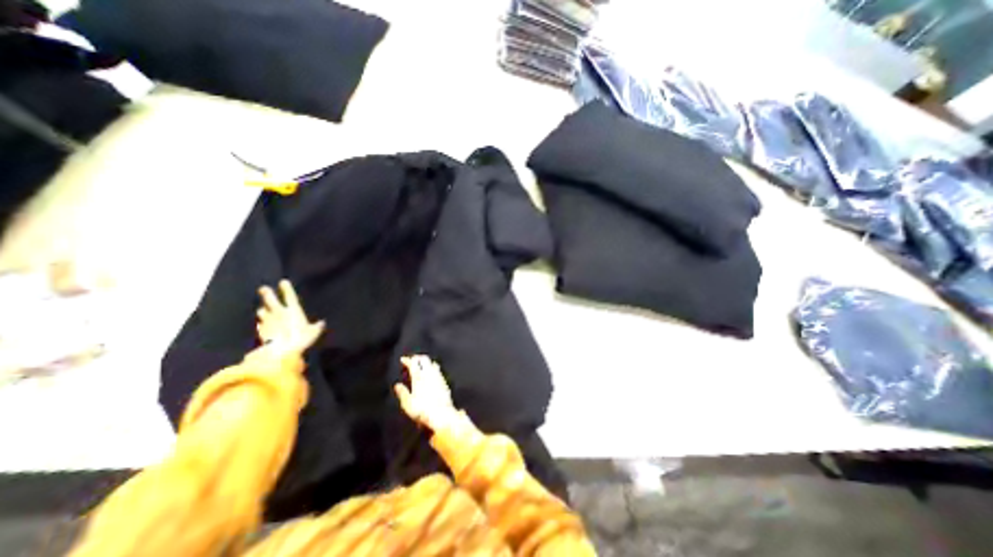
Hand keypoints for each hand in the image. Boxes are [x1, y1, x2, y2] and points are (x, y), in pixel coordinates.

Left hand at [256, 279, 322, 356]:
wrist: (279, 352)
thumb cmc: (300, 339)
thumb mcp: (314, 333)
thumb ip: (317, 326)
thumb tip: (322, 323)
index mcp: (293, 311)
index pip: (290, 297)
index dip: (287, 289)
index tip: (283, 281)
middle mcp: (279, 313)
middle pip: (271, 300)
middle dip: (267, 294)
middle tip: (263, 288)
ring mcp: (268, 322)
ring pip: (262, 312)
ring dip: (263, 309)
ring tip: (263, 308)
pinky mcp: (260, 332)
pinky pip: (260, 324)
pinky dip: (261, 322)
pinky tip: (262, 324)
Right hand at [395, 354, 459, 431]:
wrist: (442, 414)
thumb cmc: (422, 410)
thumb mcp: (408, 404)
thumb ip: (402, 393)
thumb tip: (397, 385)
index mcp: (419, 377)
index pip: (413, 363)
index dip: (407, 360)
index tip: (403, 359)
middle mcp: (429, 374)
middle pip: (424, 359)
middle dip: (418, 357)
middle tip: (413, 360)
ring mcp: (438, 377)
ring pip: (432, 363)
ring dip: (426, 362)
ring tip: (422, 364)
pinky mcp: (444, 382)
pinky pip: (438, 370)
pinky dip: (433, 368)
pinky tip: (432, 373)